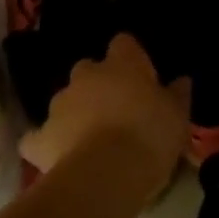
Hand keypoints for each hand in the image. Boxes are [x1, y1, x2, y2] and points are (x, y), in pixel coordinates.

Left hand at [19, 32, 188, 196]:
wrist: (107, 174)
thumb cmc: (150, 135)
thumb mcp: (178, 115)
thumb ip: (178, 94)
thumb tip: (181, 80)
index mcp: (123, 63)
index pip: (124, 43)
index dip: (131, 57)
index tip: (142, 76)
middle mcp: (87, 75)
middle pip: (89, 69)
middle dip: (98, 84)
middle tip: (116, 109)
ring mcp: (59, 104)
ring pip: (65, 100)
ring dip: (75, 111)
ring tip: (90, 137)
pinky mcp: (40, 137)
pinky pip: (37, 137)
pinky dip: (45, 143)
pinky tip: (55, 155)